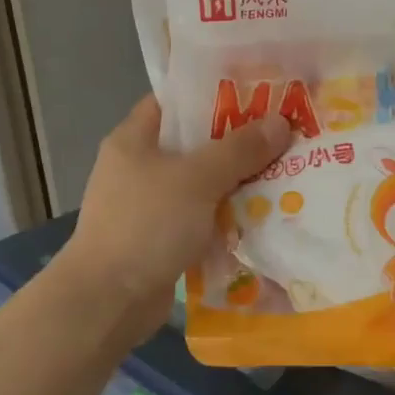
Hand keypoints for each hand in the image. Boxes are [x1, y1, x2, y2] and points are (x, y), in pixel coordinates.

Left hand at [61, 96, 290, 341]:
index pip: (176, 101)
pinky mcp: (161, 238)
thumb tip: (280, 122)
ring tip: (284, 172)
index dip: (215, 94)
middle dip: (238, 141)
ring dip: (238, 182)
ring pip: (202, 183)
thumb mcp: (197, 179)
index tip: (259, 94)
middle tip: (284, 134)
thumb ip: (239, 149)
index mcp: (134, 139)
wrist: (109, 300)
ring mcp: (149, 205)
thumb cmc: (147, 224)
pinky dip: (227, 215)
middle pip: (195, 143)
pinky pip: (202, 217)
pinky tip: (263, 214)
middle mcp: (139, 167)